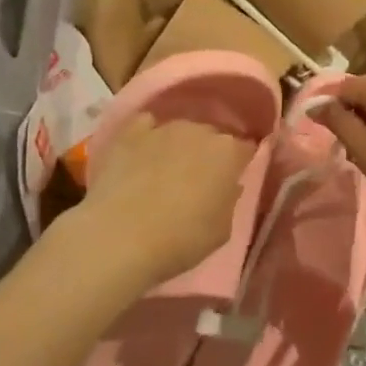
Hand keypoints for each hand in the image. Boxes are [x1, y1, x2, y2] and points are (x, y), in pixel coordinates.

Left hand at [78, 113, 254, 285]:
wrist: (119, 237)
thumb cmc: (180, 240)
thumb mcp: (222, 231)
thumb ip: (229, 200)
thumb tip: (227, 185)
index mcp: (229, 152)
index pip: (246, 148)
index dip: (240, 163)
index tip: (233, 179)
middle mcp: (200, 130)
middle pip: (212, 136)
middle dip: (209, 153)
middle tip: (199, 180)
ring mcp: (163, 127)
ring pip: (181, 130)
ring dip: (179, 146)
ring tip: (166, 171)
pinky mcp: (130, 131)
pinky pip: (146, 126)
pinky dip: (147, 136)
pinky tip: (141, 155)